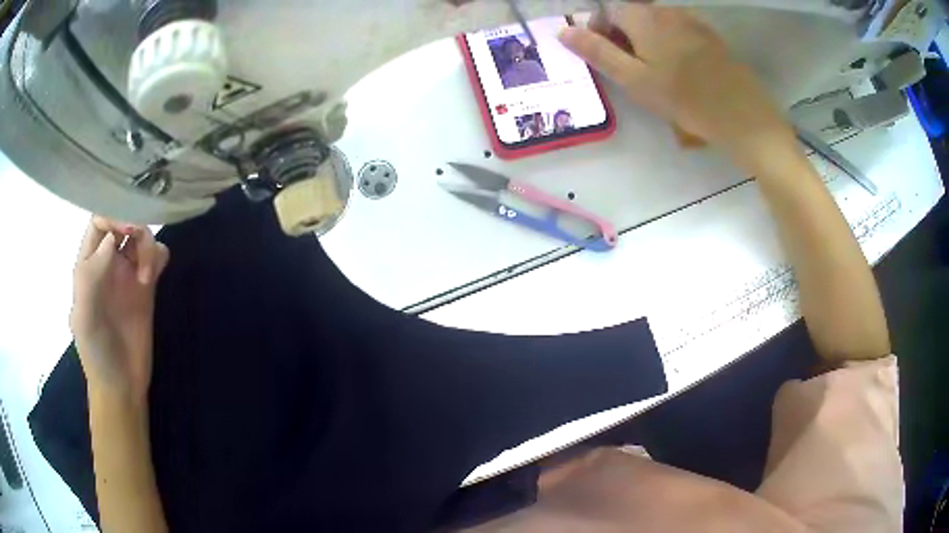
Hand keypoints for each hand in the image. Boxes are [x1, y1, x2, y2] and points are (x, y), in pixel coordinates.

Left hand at [70, 217, 169, 402]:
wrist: (121, 385)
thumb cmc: (96, 352)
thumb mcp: (84, 316)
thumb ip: (90, 277)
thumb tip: (110, 241)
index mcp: (89, 264)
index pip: (99, 221)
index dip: (113, 216)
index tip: (125, 232)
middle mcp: (108, 262)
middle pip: (123, 222)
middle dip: (134, 225)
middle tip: (140, 249)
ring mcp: (128, 273)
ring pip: (141, 236)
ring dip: (147, 245)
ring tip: (146, 277)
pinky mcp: (146, 287)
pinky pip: (156, 257)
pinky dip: (158, 256)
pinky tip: (154, 276)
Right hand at [558, 5, 797, 171]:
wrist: (743, 115)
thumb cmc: (685, 100)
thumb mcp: (634, 80)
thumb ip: (598, 52)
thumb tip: (564, 31)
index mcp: (642, 17)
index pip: (607, 11)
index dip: (600, 32)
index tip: (608, 59)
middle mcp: (666, 10)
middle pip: (632, 14)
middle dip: (625, 36)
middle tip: (634, 72)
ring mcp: (691, 21)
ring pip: (657, 24)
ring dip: (648, 41)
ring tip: (659, 74)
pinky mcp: (710, 35)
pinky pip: (679, 31)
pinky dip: (671, 44)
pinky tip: (683, 71)